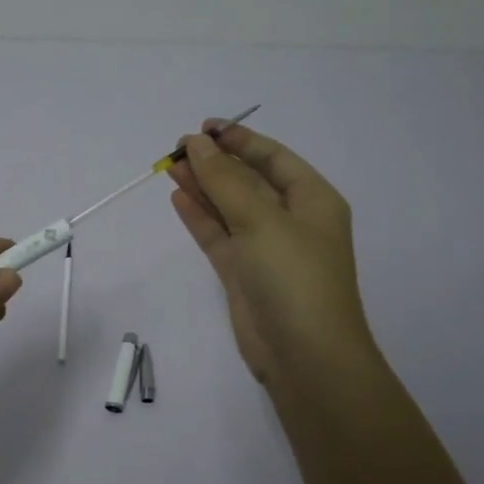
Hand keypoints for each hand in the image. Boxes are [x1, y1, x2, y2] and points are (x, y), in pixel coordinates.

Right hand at [168, 122, 376, 389]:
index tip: (204, 127)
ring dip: (203, 187)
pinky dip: (200, 217)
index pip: (273, 158)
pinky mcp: (244, 273)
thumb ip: (225, 180)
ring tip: (171, 167)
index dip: (240, 140)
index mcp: (312, 200)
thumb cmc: (294, 277)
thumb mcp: (261, 220)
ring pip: (230, 207)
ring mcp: (266, 248)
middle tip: (178, 148)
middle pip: (249, 181)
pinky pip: (219, 235)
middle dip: (216, 163)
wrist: (305, 356)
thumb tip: (197, 143)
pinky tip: (178, 198)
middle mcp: (291, 220)